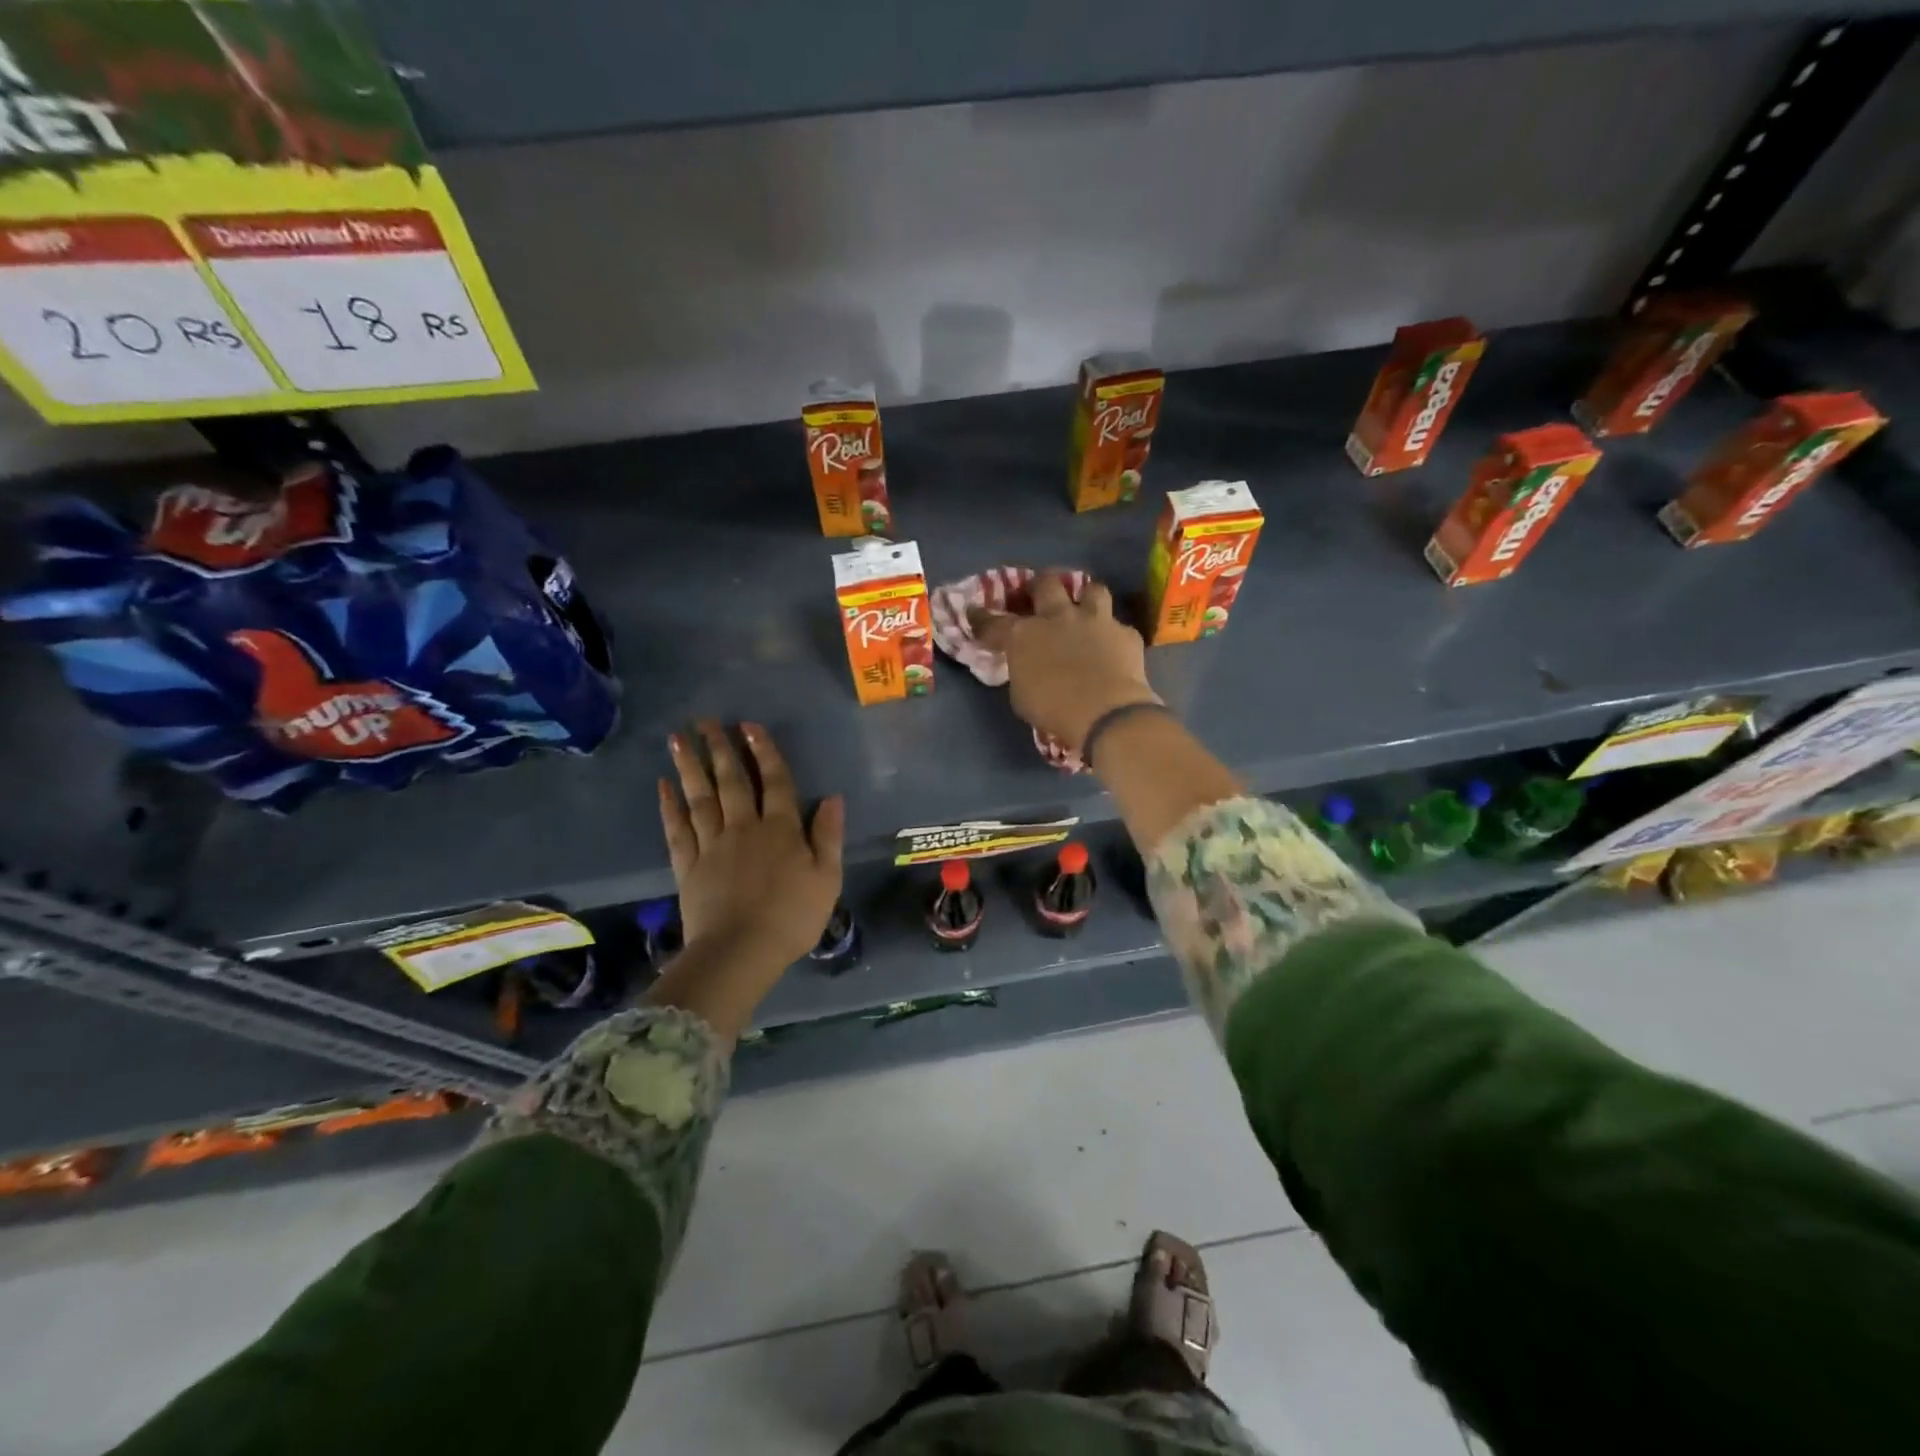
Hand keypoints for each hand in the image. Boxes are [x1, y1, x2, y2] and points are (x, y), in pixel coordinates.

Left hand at [660, 722, 844, 975]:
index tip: (748, 725)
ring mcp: (712, 845)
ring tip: (677, 739)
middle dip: (719, 748)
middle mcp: (744, 828)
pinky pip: (677, 830)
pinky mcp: (688, 866)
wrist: (741, 952)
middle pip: (732, 781)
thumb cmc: (792, 917)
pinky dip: (669, 807)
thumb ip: (828, 836)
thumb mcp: (827, 878)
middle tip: (704, 720)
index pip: (775, 781)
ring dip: (690, 766)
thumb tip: (833, 797)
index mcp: (780, 830)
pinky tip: (663, 786)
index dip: (764, 751)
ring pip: (700, 798)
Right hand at [971, 574, 1161, 751]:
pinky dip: (1112, 635)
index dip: (982, 618)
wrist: (1106, 713)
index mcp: (1024, 635)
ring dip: (1085, 598)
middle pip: (1045, 583)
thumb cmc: (1054, 710)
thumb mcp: (1021, 695)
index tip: (975, 613)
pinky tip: (1112, 647)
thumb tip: (1025, 665)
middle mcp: (1058, 617)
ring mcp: (1095, 620)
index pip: (993, 622)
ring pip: (1091, 589)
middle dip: (1038, 585)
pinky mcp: (1125, 633)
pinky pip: (1118, 625)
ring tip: (1083, 609)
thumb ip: (1021, 671)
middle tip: (1037, 594)